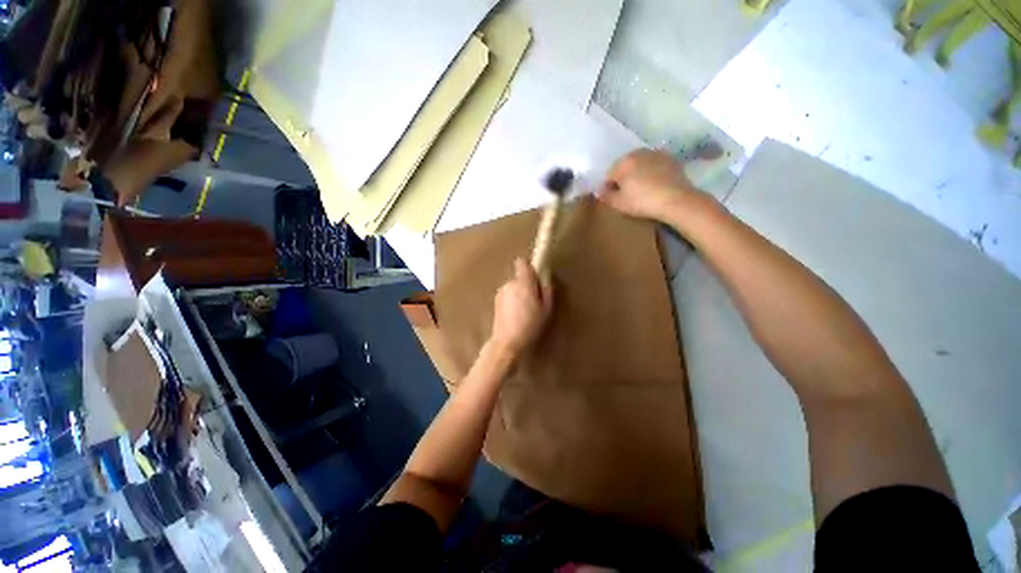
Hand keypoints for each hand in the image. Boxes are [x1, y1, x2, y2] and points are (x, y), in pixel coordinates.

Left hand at [490, 258, 553, 358]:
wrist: (508, 342)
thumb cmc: (531, 325)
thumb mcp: (547, 309)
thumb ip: (547, 289)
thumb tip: (546, 276)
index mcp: (523, 282)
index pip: (522, 262)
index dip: (529, 267)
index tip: (536, 278)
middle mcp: (509, 283)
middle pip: (519, 277)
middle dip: (527, 285)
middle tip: (535, 301)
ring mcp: (500, 293)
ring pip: (513, 287)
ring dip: (519, 294)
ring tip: (525, 312)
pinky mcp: (495, 302)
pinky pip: (507, 296)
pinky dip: (512, 302)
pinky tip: (515, 316)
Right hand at [597, 149, 701, 221]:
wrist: (676, 200)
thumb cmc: (642, 202)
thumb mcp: (619, 204)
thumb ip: (606, 196)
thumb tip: (598, 191)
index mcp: (623, 162)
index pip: (609, 175)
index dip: (610, 188)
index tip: (614, 198)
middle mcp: (638, 153)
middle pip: (625, 166)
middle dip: (624, 178)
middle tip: (628, 194)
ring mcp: (656, 154)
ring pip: (640, 164)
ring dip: (638, 174)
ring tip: (642, 189)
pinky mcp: (670, 159)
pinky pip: (655, 165)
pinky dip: (652, 172)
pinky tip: (655, 185)